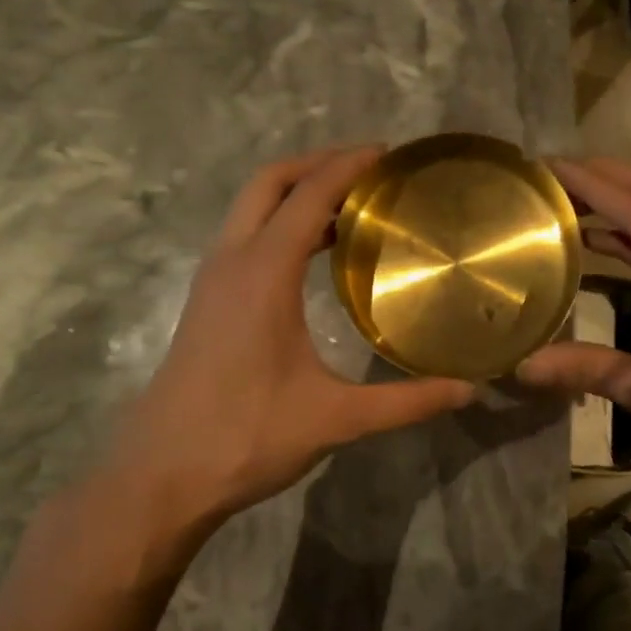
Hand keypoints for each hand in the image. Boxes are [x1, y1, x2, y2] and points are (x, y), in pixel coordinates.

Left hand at [86, 147, 474, 563]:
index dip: (348, 166)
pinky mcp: (206, 302)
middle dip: (316, 163)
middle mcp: (232, 261)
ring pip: (250, 208)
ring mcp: (212, 280)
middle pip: (269, 182)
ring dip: (295, 193)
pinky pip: (245, 236)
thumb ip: (407, 401)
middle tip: (368, 169)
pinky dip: (279, 223)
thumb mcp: (335, 419)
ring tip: (350, 206)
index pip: (308, 195)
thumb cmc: (246, 436)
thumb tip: (470, 391)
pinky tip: (312, 256)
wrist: (160, 476)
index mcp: (263, 272)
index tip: (388, 154)